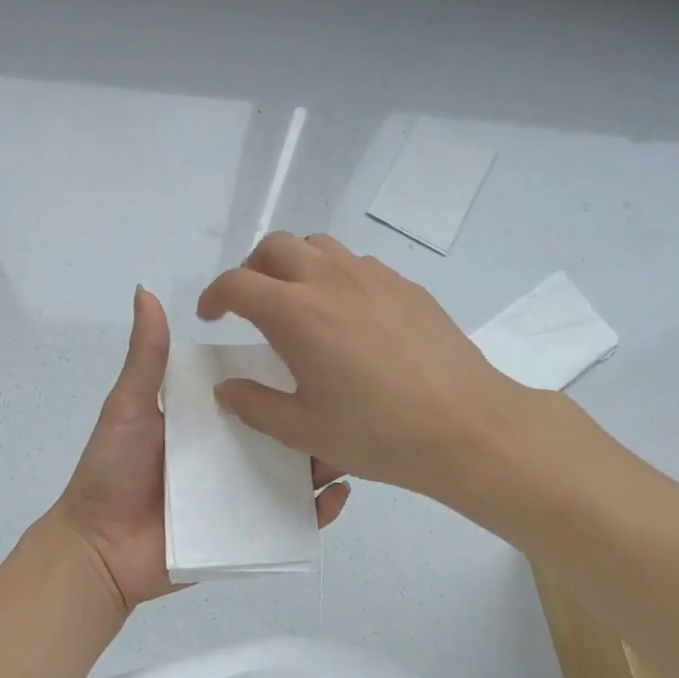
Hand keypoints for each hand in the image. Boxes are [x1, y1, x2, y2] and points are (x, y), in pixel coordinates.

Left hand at [52, 285, 351, 611]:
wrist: (98, 550)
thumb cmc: (112, 471)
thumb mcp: (129, 406)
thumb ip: (146, 356)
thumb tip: (145, 290)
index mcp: (209, 420)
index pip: (256, 390)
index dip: (283, 373)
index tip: (319, 346)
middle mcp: (232, 453)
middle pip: (284, 431)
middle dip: (316, 416)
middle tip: (351, 397)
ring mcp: (244, 494)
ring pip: (297, 474)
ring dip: (327, 459)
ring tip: (355, 443)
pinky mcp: (250, 534)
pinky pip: (294, 522)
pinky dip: (320, 511)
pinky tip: (340, 492)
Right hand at [196, 233, 544, 501]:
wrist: (467, 426)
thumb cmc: (379, 432)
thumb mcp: (305, 430)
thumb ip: (255, 406)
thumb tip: (227, 389)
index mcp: (296, 313)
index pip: (237, 284)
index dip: (214, 296)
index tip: (211, 316)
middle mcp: (330, 279)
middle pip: (274, 246)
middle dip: (251, 269)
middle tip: (251, 304)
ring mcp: (373, 276)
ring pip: (318, 245)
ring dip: (294, 264)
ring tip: (298, 302)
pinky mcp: (406, 285)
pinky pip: (357, 263)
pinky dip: (335, 275)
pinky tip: (348, 316)